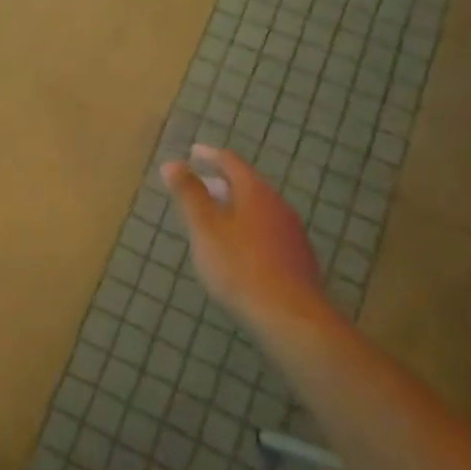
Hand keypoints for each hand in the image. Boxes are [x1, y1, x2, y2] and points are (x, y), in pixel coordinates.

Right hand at [160, 145, 335, 338]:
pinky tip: (238, 248)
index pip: (231, 162)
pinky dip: (248, 228)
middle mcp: (278, 205)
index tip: (193, 152)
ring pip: (259, 209)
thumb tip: (172, 162)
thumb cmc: (240, 267)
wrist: (291, 317)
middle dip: (222, 182)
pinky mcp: (298, 258)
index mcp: (255, 192)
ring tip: (215, 217)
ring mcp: (292, 232)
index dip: (210, 155)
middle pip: (248, 185)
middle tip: (200, 185)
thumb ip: (189, 195)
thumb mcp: (205, 229)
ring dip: (236, 206)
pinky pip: (268, 230)